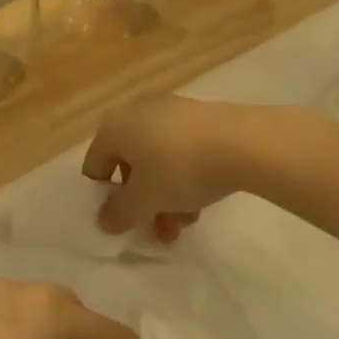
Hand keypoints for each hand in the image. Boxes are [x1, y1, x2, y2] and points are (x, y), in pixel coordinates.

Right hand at [82, 95, 256, 239]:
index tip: (126, 221)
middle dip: (142, 202)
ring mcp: (171, 109)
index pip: (94, 167)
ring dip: (165, 195)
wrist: (244, 142)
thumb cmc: (179, 169)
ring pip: (158, 160)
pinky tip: (203, 200)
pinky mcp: (201, 115)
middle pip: (129, 166)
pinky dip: (185, 175)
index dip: (106, 199)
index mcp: (113, 127)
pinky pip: (181, 149)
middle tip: (159, 229)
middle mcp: (137, 111)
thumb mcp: (144, 201)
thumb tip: (105, 220)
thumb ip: (119, 214)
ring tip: (185, 223)